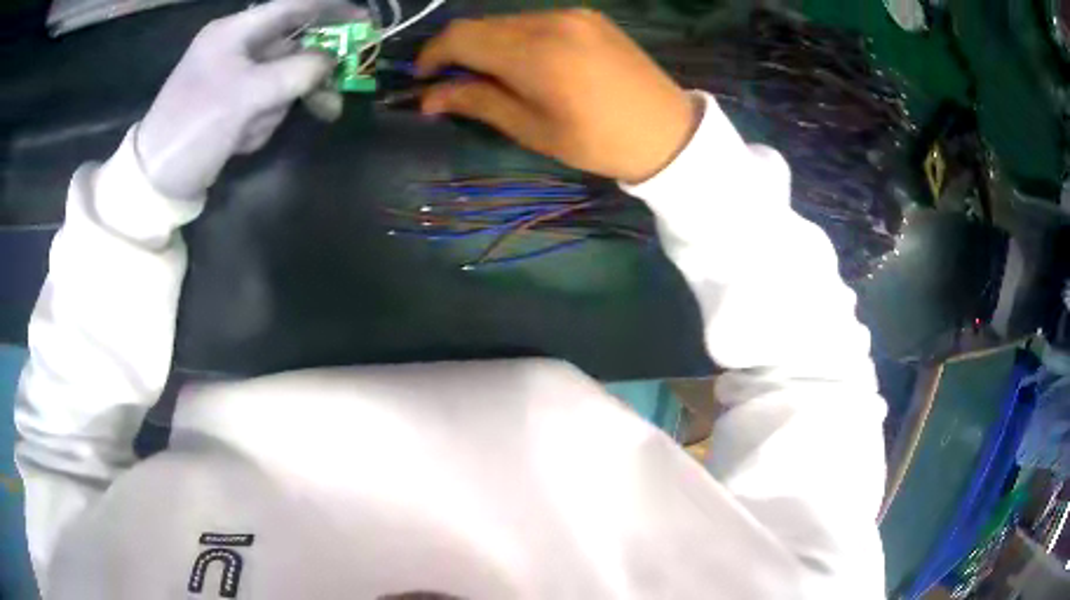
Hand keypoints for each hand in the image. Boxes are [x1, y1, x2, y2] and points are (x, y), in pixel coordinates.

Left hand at [136, 0, 335, 198]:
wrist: (156, 182)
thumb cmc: (194, 128)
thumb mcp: (246, 96)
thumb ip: (296, 72)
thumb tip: (331, 61)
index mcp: (233, 32)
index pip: (292, 7)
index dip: (330, 9)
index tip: (363, 20)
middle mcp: (236, 49)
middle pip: (290, 50)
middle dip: (303, 78)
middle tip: (329, 100)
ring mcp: (234, 79)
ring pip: (280, 82)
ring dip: (274, 109)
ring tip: (247, 132)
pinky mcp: (232, 106)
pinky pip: (265, 105)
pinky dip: (260, 123)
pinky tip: (239, 140)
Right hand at [416, 10, 698, 183]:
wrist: (667, 131)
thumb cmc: (598, 142)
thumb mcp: (532, 129)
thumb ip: (478, 102)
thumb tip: (428, 97)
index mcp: (535, 52)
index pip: (461, 36)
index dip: (433, 55)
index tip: (423, 79)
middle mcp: (551, 21)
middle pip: (482, 25)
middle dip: (459, 51)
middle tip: (457, 84)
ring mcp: (573, 14)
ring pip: (508, 21)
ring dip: (489, 44)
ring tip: (495, 77)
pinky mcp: (588, 16)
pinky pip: (536, 20)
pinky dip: (518, 38)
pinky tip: (528, 62)